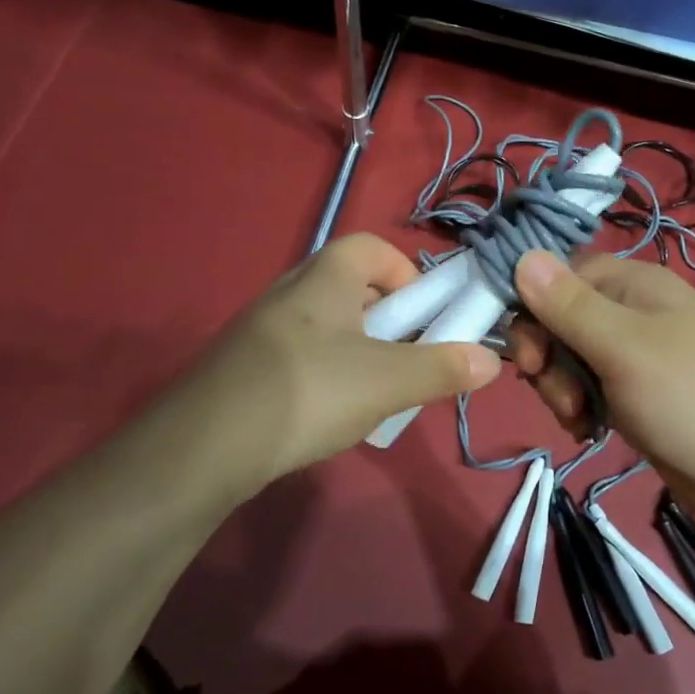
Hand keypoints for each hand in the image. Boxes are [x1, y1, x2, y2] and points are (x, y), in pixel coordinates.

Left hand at [192, 234, 499, 489]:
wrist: (203, 446)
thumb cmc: (308, 392)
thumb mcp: (388, 382)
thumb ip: (443, 368)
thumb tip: (492, 359)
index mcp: (325, 276)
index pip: (373, 247)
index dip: (407, 273)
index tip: (424, 316)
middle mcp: (291, 290)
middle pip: (352, 287)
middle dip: (388, 320)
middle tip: (404, 359)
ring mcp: (262, 329)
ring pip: (327, 326)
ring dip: (359, 351)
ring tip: (372, 395)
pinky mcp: (245, 366)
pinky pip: (301, 355)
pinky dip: (326, 374)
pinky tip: (328, 415)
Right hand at [507, 250, 694, 521]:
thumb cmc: (688, 400)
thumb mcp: (624, 348)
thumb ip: (570, 306)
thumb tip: (522, 255)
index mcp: (634, 283)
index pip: (559, 277)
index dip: (534, 312)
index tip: (529, 357)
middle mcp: (632, 310)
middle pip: (559, 320)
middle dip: (548, 361)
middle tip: (562, 397)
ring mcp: (634, 352)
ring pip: (568, 357)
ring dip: (562, 389)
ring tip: (581, 419)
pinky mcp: (633, 390)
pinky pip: (587, 386)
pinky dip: (580, 407)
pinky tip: (590, 430)